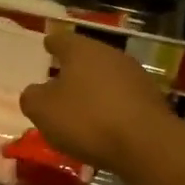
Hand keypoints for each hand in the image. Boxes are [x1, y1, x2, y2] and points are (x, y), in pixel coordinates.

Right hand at [19, 29, 175, 174]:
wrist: (146, 144)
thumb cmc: (87, 120)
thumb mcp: (43, 111)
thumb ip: (32, 97)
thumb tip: (35, 92)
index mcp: (82, 51)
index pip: (62, 40)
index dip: (52, 43)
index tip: (47, 44)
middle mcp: (110, 55)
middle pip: (87, 57)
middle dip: (74, 67)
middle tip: (60, 78)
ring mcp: (135, 76)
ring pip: (107, 77)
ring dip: (94, 88)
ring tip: (80, 104)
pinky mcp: (151, 99)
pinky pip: (123, 98)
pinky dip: (111, 105)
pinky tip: (103, 122)